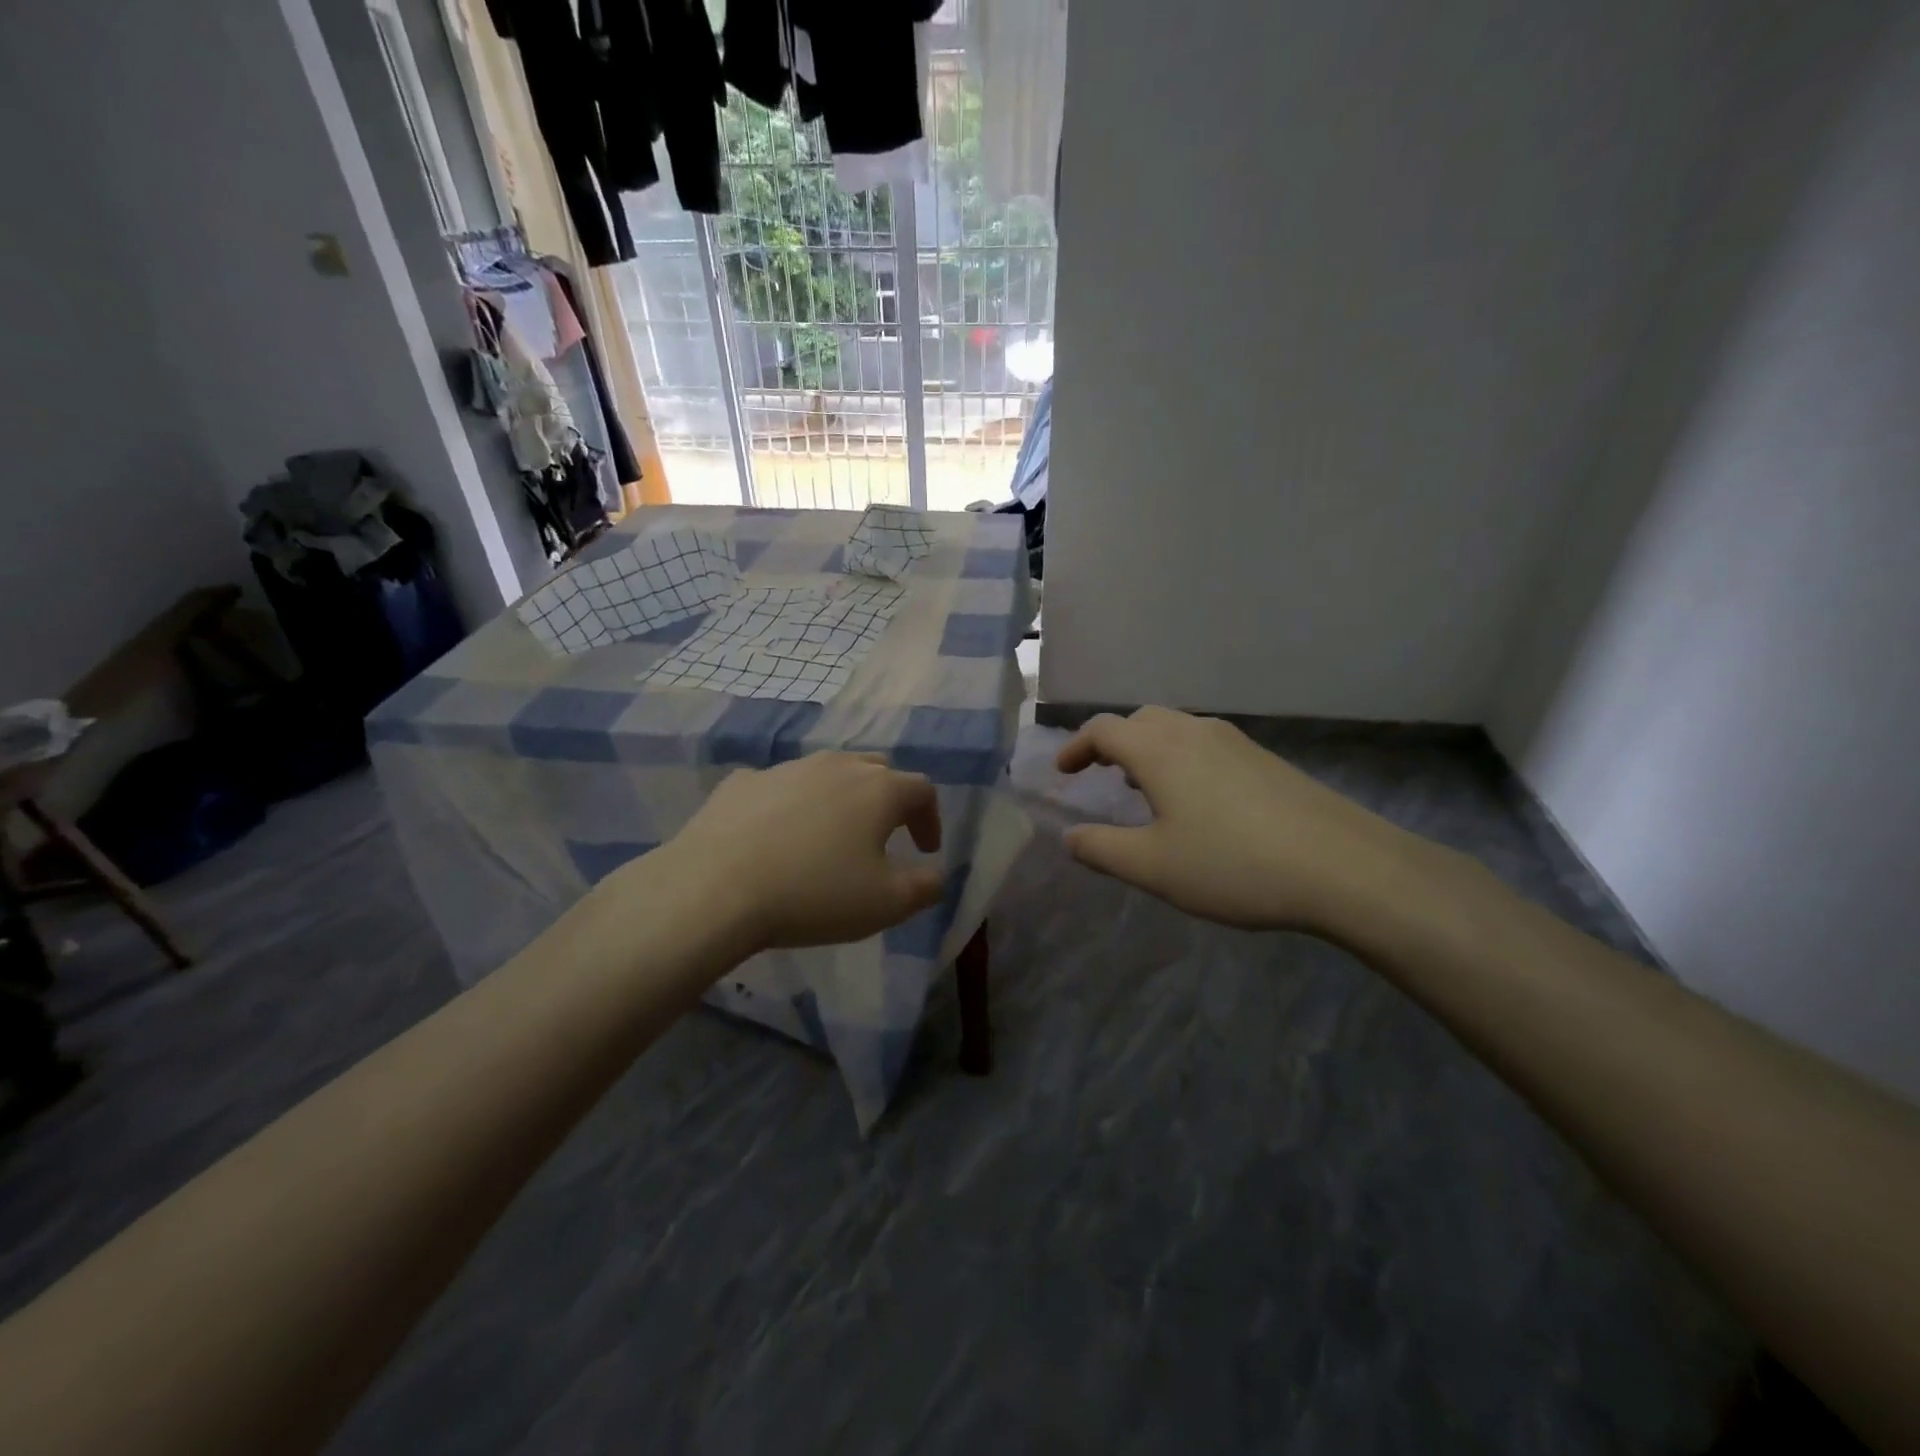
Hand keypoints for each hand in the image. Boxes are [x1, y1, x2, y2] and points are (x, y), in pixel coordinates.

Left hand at [652, 752, 944, 951]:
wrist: (714, 888)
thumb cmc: (814, 894)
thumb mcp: (887, 903)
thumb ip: (926, 887)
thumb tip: (935, 874)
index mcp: (878, 789)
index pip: (922, 790)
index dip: (930, 819)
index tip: (924, 850)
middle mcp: (836, 766)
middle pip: (877, 770)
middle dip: (889, 800)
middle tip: (884, 835)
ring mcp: (786, 768)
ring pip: (827, 772)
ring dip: (840, 798)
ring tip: (830, 835)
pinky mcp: (742, 782)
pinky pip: (780, 786)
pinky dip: (791, 804)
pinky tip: (777, 835)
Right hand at [1055, 707, 1438, 937]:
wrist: (1343, 866)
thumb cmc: (1233, 865)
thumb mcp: (1154, 868)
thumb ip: (1102, 849)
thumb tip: (1069, 836)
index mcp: (1159, 751)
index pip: (1103, 729)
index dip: (1075, 747)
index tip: (1063, 773)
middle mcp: (1194, 733)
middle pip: (1140, 720)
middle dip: (1112, 741)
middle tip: (1100, 773)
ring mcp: (1235, 742)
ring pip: (1177, 728)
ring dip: (1148, 747)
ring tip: (1143, 785)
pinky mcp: (1265, 759)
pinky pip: (1206, 743)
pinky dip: (1181, 757)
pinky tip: (1196, 799)